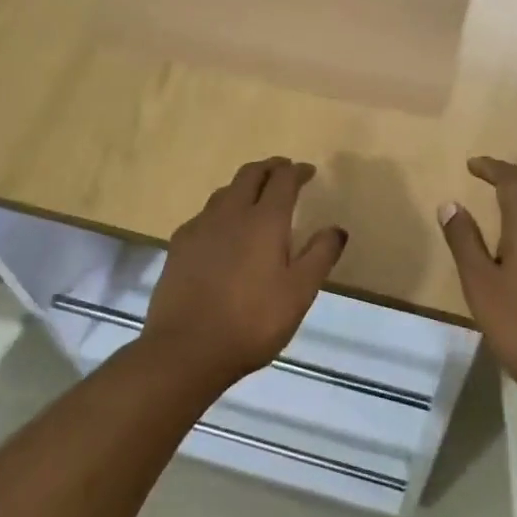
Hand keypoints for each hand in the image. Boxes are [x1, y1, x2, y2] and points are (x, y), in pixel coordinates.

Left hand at [143, 157, 346, 387]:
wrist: (186, 348)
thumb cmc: (252, 321)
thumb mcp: (299, 293)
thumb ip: (320, 256)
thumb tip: (336, 229)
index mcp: (265, 220)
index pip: (283, 180)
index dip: (297, 171)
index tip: (308, 172)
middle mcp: (231, 213)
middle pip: (250, 175)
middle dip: (270, 168)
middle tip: (283, 170)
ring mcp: (200, 227)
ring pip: (225, 191)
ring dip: (244, 185)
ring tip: (254, 195)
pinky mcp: (179, 245)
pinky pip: (205, 213)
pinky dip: (221, 209)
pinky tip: (222, 228)